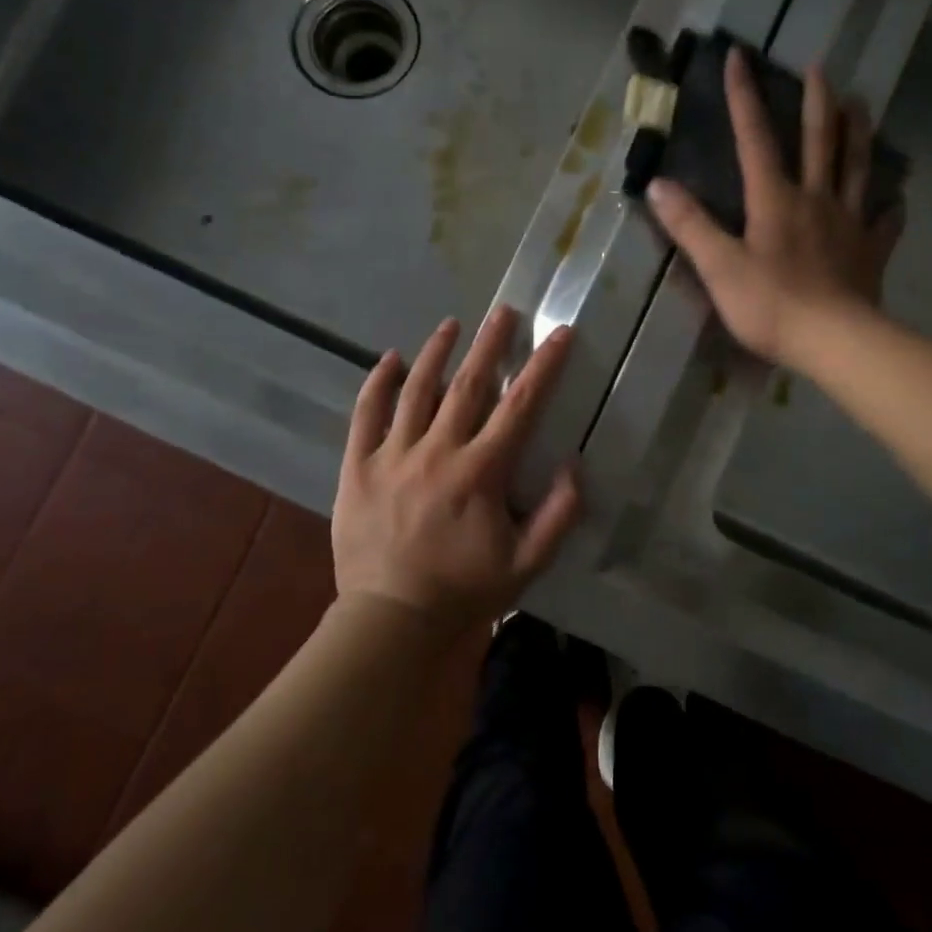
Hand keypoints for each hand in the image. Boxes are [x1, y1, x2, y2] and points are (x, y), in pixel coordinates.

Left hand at [332, 306, 581, 631]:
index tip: (559, 333)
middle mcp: (437, 452)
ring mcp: (392, 456)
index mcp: (480, 472)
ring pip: (416, 391)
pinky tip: (391, 359)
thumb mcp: (528, 563)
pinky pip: (365, 415)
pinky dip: (378, 384)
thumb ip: (559, 514)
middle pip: (467, 385)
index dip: (543, 367)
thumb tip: (574, 464)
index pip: (520, 406)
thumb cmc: (464, 591)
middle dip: (489, 344)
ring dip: (436, 353)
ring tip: (452, 324)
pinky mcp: (357, 468)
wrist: (392, 620)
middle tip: (503, 311)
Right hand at [646, 49, 901, 370]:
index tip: (740, 56)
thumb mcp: (719, 267)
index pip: (755, 138)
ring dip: (859, 133)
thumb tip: (658, 184)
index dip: (744, 97)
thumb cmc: (770, 305)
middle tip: (820, 68)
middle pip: (819, 140)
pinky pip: (884, 222)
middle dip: (816, 101)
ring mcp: (849, 223)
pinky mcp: (871, 251)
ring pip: (857, 167)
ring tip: (862, 104)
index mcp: (775, 200)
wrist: (833, 341)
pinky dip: (889, 206)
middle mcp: (816, 199)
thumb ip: (690, 225)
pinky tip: (894, 199)